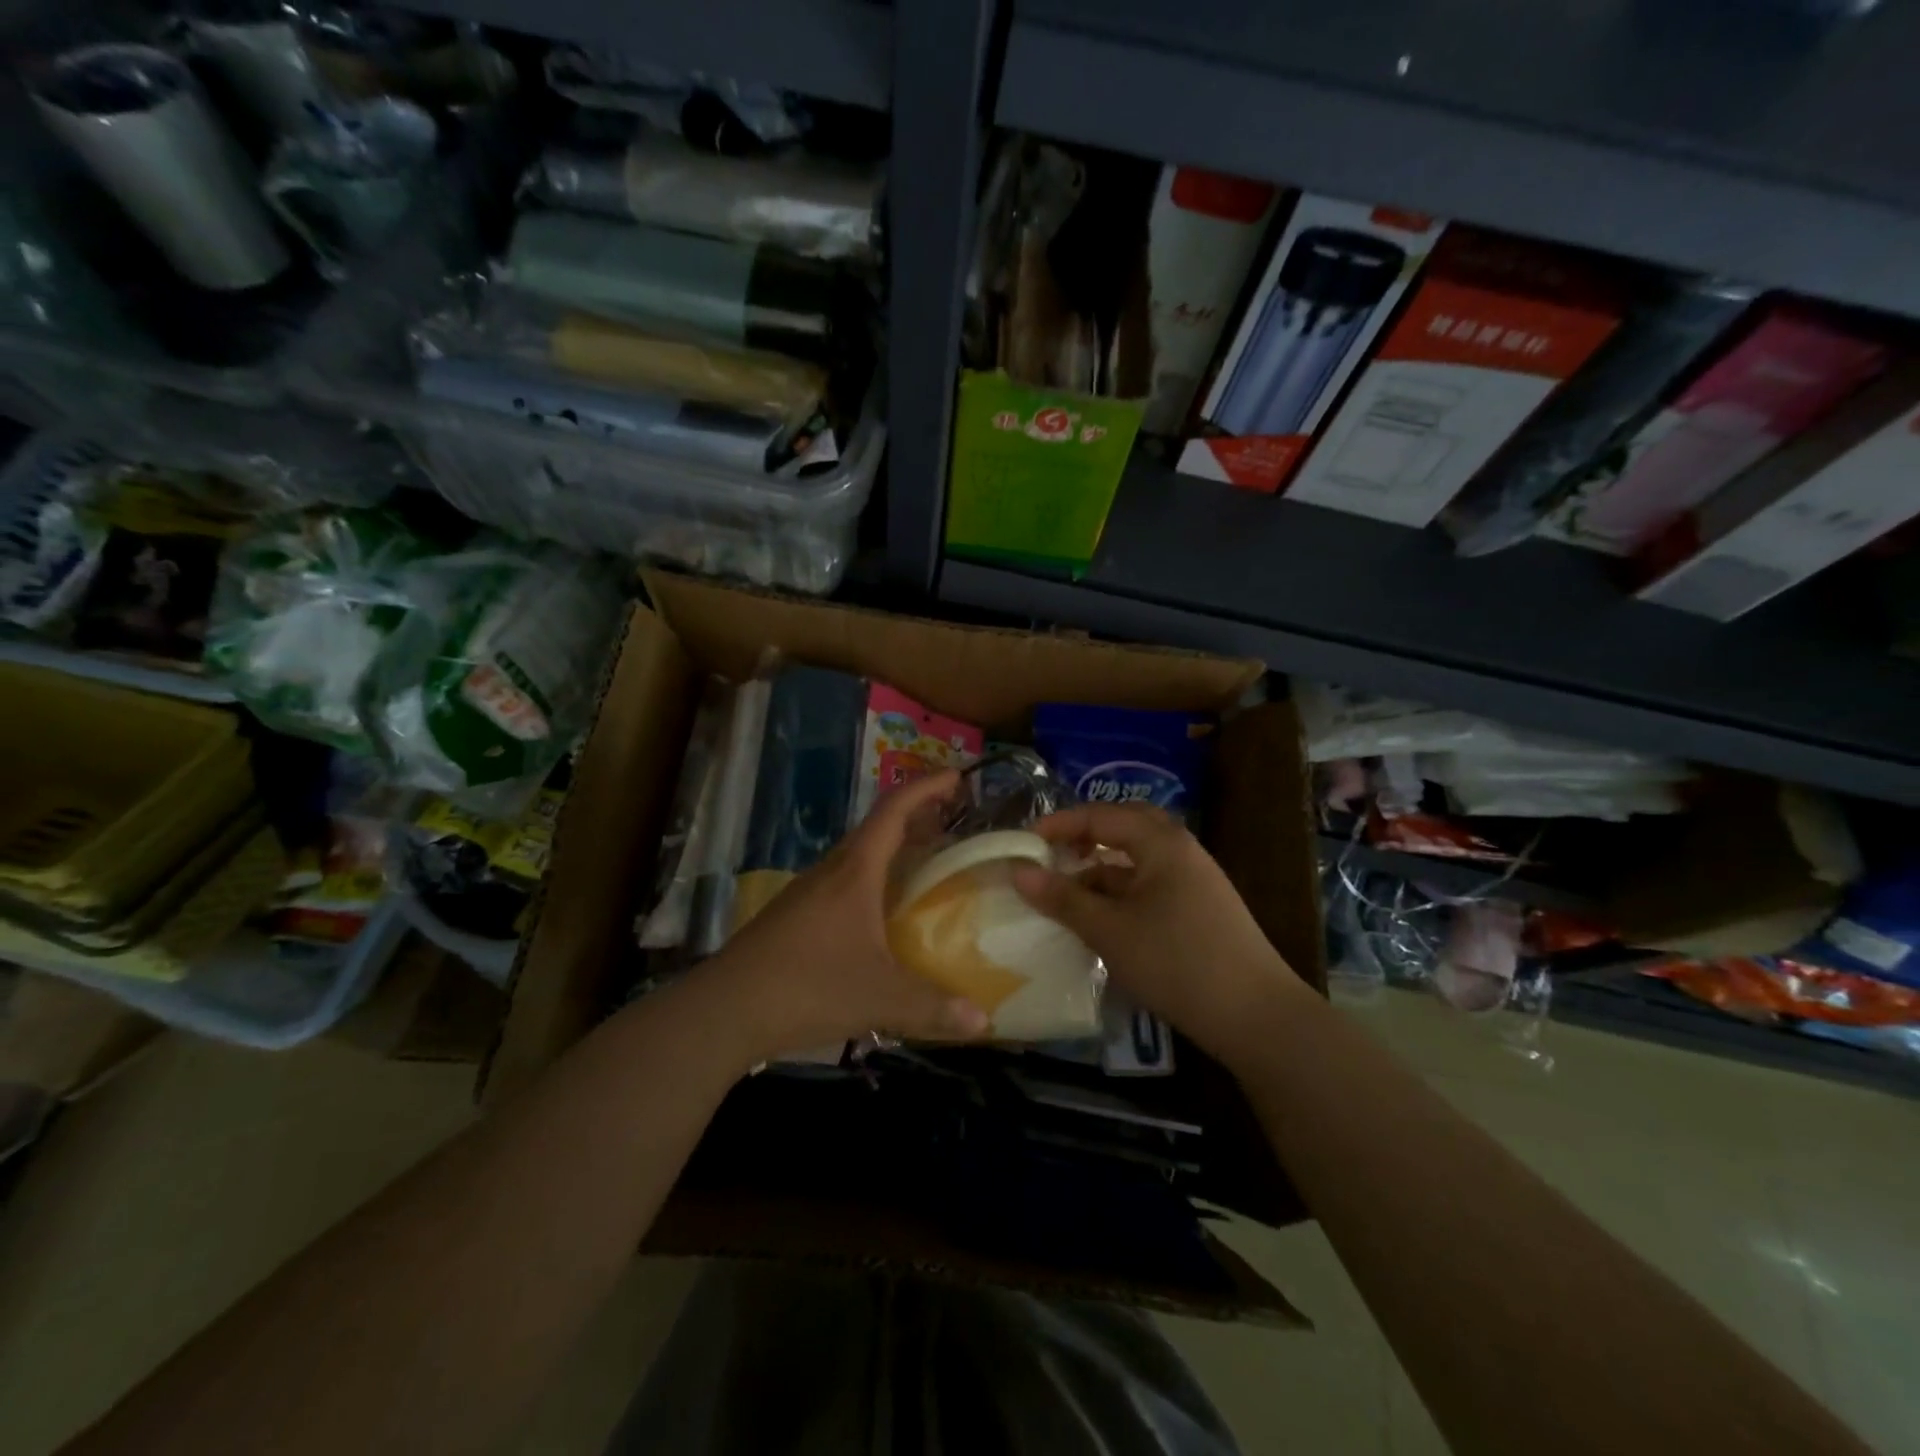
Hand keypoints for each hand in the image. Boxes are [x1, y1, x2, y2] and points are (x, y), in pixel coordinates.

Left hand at [690, 770, 990, 1062]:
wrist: (724, 1010)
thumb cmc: (807, 986)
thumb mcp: (879, 998)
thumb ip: (933, 1007)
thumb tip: (984, 1021)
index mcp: (855, 871)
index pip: (894, 810)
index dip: (926, 788)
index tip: (957, 777)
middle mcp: (831, 871)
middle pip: (877, 829)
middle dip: (917, 820)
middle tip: (954, 827)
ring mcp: (807, 892)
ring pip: (858, 857)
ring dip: (893, 852)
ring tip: (925, 867)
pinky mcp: (794, 916)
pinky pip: (843, 883)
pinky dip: (873, 881)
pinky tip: (882, 916)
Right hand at [1011, 803, 1306, 1064]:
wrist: (1256, 1016)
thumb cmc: (1177, 962)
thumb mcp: (1110, 930)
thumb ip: (1063, 898)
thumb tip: (1018, 871)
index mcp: (1162, 842)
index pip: (1102, 816)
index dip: (1060, 825)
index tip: (1024, 843)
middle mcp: (1181, 851)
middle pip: (1125, 828)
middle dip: (1085, 837)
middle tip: (1052, 855)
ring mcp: (1194, 881)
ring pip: (1137, 861)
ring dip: (1101, 870)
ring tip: (1066, 893)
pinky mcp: (1198, 910)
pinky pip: (1150, 886)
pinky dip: (1120, 894)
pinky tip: (1100, 920)